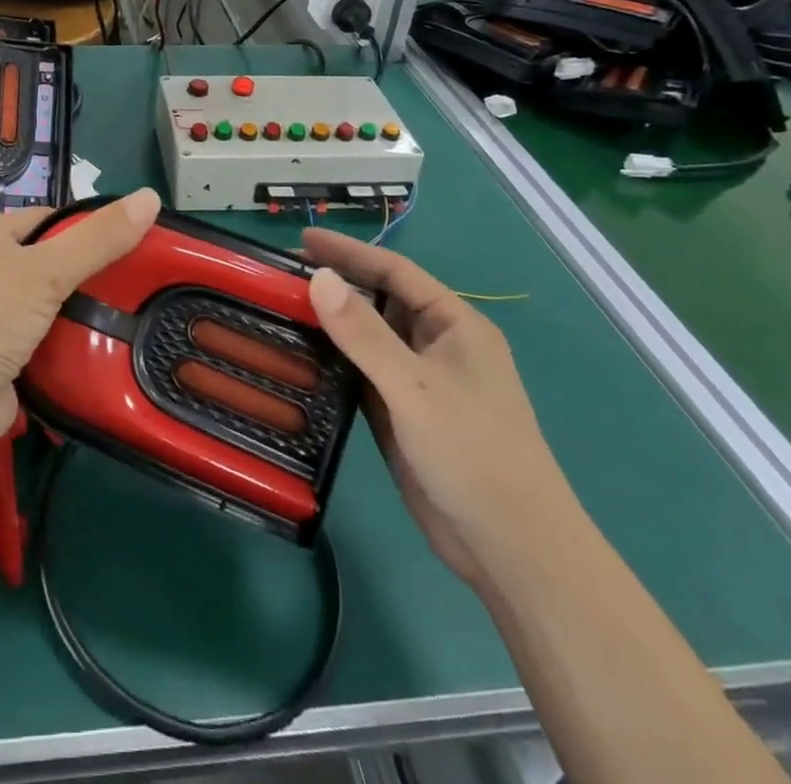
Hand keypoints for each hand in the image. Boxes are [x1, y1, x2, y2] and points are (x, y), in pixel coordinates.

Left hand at [0, 189, 160, 445]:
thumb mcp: (47, 270)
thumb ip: (99, 238)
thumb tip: (151, 196)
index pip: (47, 219)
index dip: (87, 228)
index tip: (129, 243)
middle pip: (48, 262)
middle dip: (86, 275)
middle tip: (136, 285)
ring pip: (47, 305)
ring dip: (78, 314)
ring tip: (130, 316)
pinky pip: (41, 341)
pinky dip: (65, 346)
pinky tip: (101, 350)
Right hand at [302, 229, 579, 590]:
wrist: (510, 550)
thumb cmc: (473, 454)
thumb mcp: (415, 387)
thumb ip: (364, 333)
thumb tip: (318, 277)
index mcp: (454, 325)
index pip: (395, 272)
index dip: (349, 252)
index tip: (301, 240)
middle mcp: (435, 345)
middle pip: (378, 300)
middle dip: (335, 284)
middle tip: (280, 276)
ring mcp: (417, 382)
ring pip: (366, 338)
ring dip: (330, 322)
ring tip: (280, 308)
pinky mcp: (401, 414)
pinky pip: (360, 373)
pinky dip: (333, 360)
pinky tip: (300, 355)